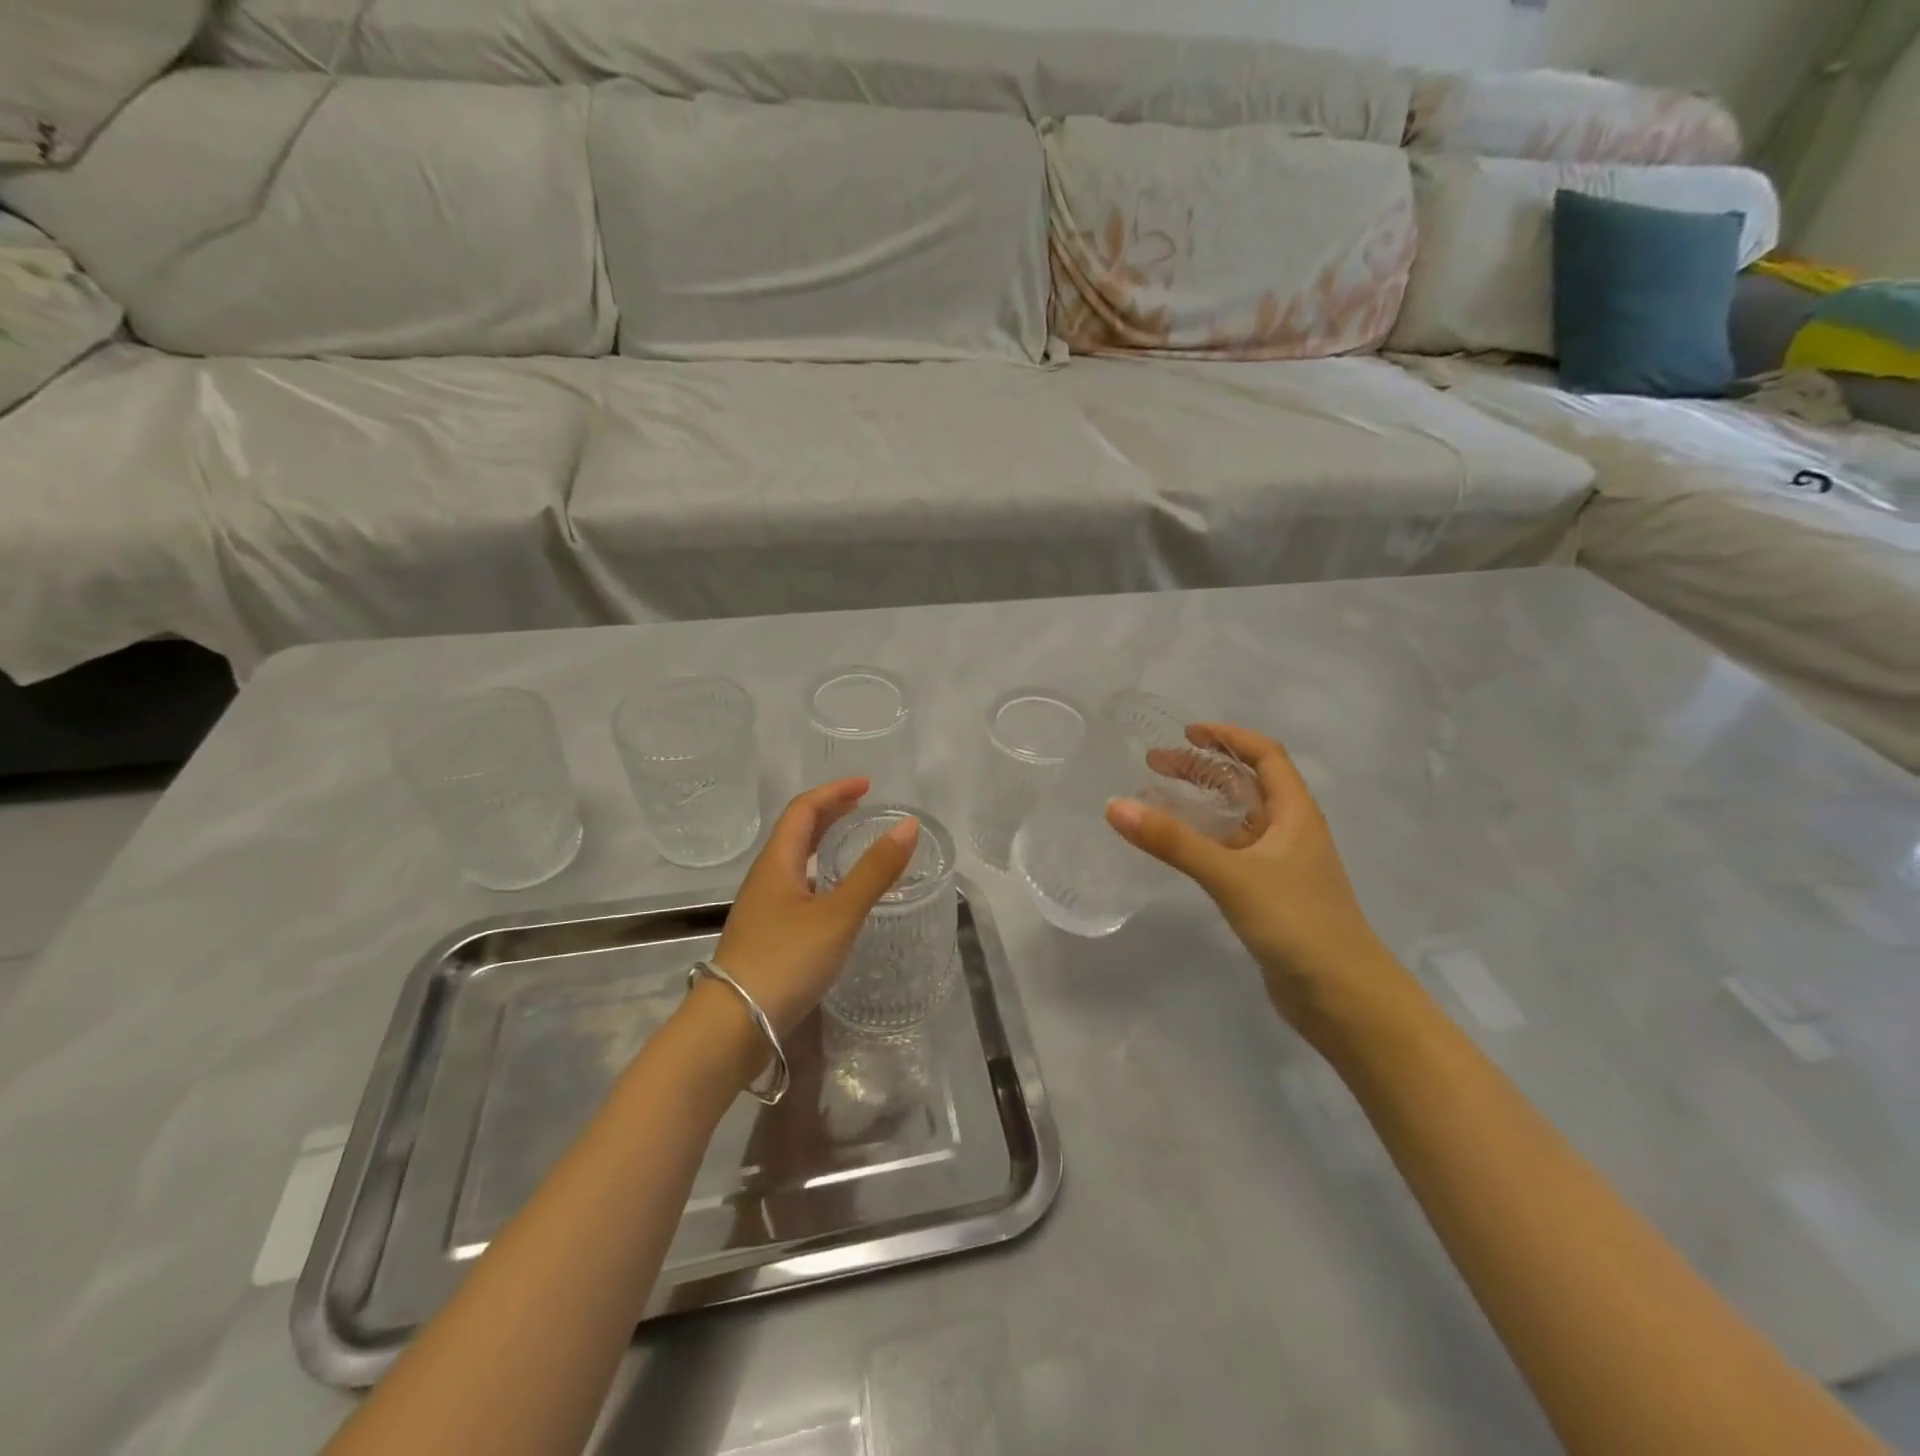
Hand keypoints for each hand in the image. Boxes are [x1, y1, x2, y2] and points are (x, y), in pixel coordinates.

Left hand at [711, 779, 918, 1038]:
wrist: (732, 1027)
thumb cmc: (785, 961)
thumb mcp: (838, 914)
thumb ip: (875, 871)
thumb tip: (908, 825)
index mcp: (777, 863)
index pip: (803, 809)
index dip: (834, 792)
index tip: (867, 786)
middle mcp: (765, 879)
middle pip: (796, 832)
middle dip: (830, 814)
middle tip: (863, 809)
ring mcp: (763, 910)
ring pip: (795, 862)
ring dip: (823, 845)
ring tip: (854, 845)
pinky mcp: (767, 937)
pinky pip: (797, 889)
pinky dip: (821, 877)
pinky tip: (837, 898)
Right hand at [1106, 723, 1395, 1029]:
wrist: (1344, 998)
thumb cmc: (1297, 922)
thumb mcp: (1231, 875)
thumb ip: (1173, 842)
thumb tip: (1115, 806)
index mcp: (1295, 814)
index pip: (1266, 755)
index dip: (1228, 737)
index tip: (1186, 733)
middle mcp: (1290, 833)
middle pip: (1246, 785)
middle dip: (1203, 769)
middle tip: (1154, 766)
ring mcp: (1281, 867)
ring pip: (1237, 821)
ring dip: (1201, 806)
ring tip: (1156, 801)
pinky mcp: (1269, 897)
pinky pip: (1231, 854)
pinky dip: (1204, 842)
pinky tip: (1177, 852)